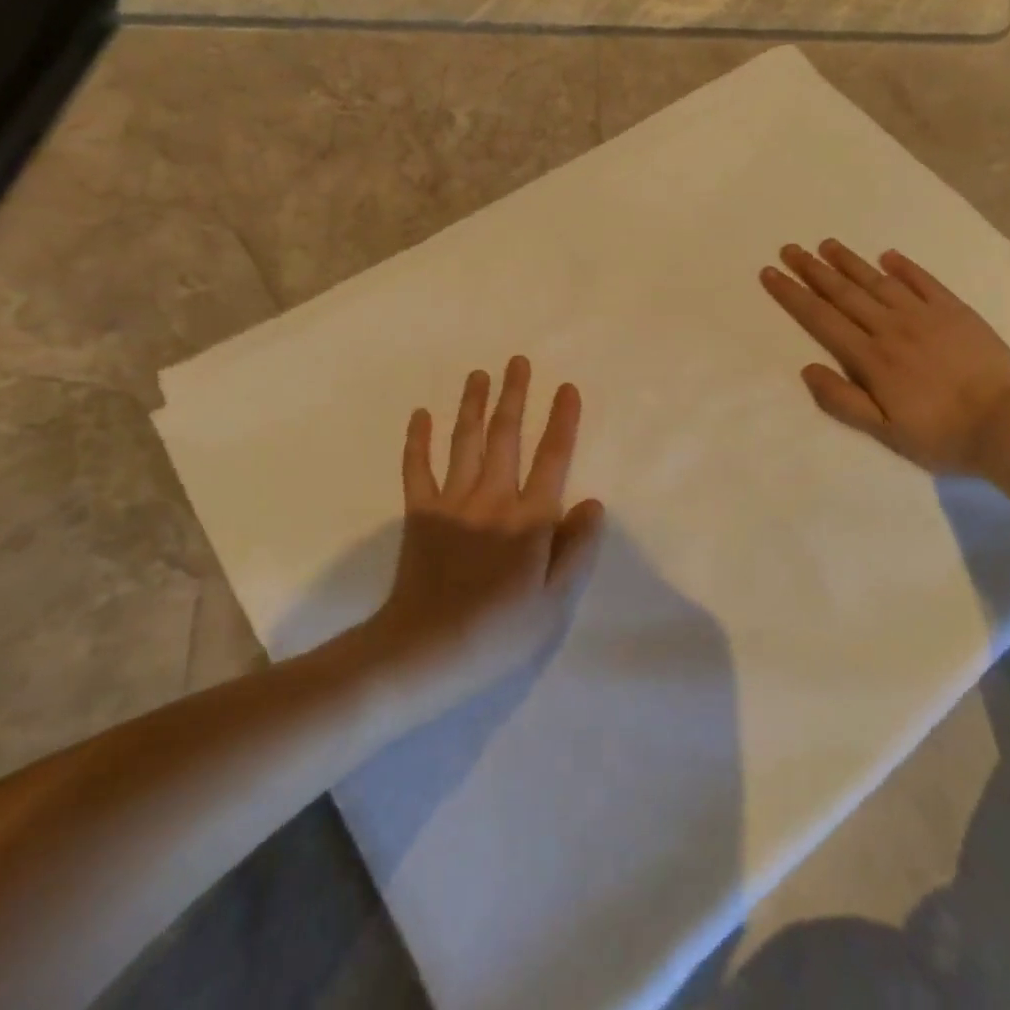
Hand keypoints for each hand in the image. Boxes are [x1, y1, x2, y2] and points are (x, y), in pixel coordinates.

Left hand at [371, 357, 605, 699]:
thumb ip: (578, 549)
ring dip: (472, 404)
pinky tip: (420, 415)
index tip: (566, 388)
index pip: (552, 459)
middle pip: (505, 436)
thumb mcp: (556, 602)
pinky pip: (417, 468)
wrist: (426, 649)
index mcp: (529, 519)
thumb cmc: (500, 630)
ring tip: (479, 374)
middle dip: (514, 396)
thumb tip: (593, 503)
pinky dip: (418, 440)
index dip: (562, 421)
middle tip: (517, 361)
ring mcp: (453, 502)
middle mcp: (492, 498)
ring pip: (464, 441)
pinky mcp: (420, 513)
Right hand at [761, 239, 1009, 475]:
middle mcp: (891, 328)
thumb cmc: (942, 435)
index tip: (771, 273)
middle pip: (844, 293)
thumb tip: (807, 369)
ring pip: (878, 281)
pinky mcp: (956, 311)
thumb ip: (842, 400)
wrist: (1009, 425)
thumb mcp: (884, 431)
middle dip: (813, 270)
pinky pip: (924, 281)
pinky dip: (904, 266)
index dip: (792, 294)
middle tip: (790, 248)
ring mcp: (925, 315)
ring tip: (827, 244)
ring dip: (850, 262)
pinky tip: (887, 256)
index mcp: (870, 358)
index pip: (821, 318)